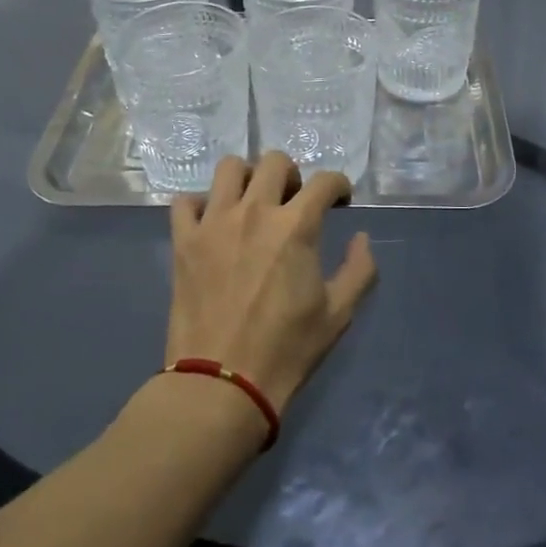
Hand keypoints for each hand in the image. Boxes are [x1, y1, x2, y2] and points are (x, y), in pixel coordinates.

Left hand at [166, 152, 377, 413]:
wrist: (222, 384)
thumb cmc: (286, 349)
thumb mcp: (338, 314)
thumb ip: (359, 269)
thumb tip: (361, 238)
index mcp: (296, 226)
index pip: (325, 181)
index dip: (339, 186)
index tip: (340, 201)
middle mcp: (255, 211)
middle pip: (275, 162)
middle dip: (293, 174)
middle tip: (295, 201)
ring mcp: (214, 223)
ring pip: (229, 168)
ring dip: (247, 177)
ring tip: (253, 202)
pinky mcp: (184, 241)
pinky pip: (185, 201)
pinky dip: (201, 204)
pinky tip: (212, 221)